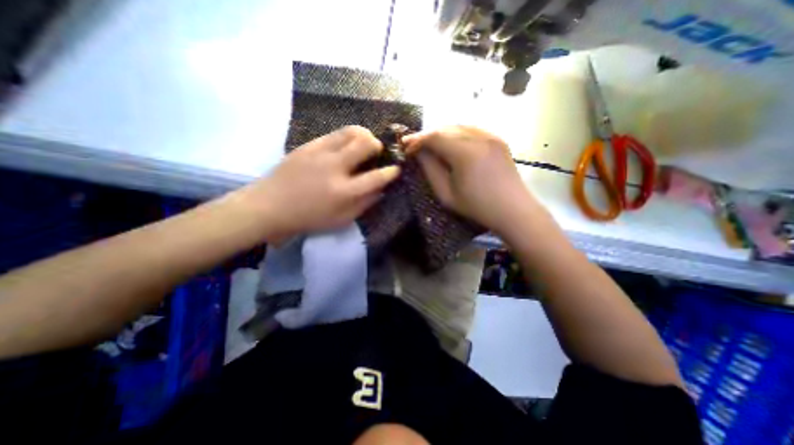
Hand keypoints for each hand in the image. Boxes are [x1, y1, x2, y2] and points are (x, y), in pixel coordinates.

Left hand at [233, 127, 396, 241]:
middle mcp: (336, 168)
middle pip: (366, 144)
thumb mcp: (341, 220)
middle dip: (379, 146)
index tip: (396, 169)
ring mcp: (321, 153)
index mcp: (344, 191)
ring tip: (364, 144)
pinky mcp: (308, 145)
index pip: (376, 177)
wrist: (270, 206)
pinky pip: (334, 134)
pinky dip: (346, 137)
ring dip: (364, 135)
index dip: (391, 172)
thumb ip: (364, 204)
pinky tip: (345, 146)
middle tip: (378, 153)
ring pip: (351, 132)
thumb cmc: (309, 218)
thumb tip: (381, 191)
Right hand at [406, 126, 536, 239]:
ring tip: (430, 146)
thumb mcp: (447, 194)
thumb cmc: (477, 206)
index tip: (405, 147)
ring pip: (458, 126)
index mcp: (466, 153)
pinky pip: (471, 130)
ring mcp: (491, 135)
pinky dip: (456, 134)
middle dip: (427, 136)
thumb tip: (419, 153)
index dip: (417, 140)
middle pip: (445, 128)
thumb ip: (430, 170)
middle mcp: (479, 137)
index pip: (434, 137)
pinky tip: (450, 144)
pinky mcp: (497, 138)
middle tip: (415, 146)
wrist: (513, 209)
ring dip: (441, 134)